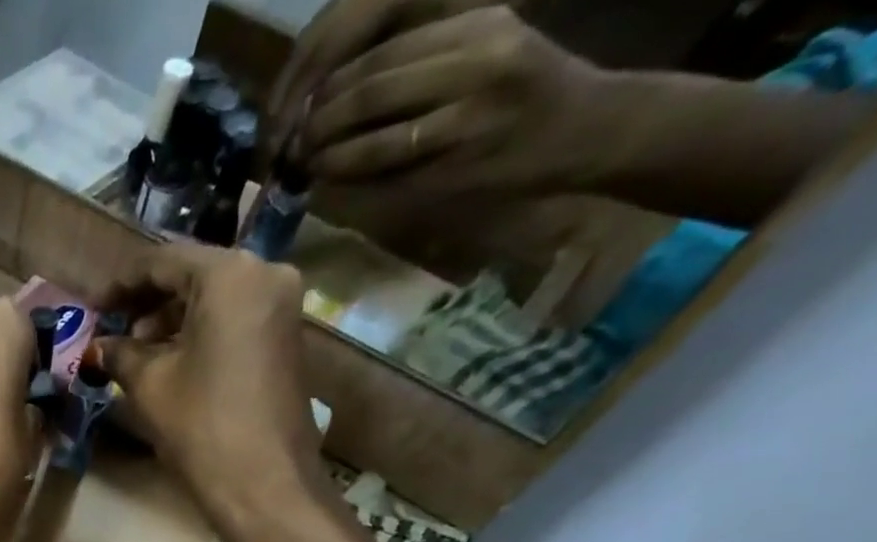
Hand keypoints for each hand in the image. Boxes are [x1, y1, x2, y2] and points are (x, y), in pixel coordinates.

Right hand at [93, 244, 323, 527]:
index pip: (163, 261)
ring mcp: (280, 304)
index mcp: (229, 274)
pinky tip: (169, 360)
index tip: (92, 308)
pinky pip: (233, 318)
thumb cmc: (201, 425)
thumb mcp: (150, 385)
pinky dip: (198, 332)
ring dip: (171, 319)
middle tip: (111, 332)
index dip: (121, 285)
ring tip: (134, 352)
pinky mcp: (285, 335)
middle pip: (192, 274)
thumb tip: (96, 347)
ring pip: (214, 297)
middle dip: (147, 303)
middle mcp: (264, 273)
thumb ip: (119, 354)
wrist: (263, 481)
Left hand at [294, 7, 604, 200]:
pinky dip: (353, 176)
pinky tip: (333, 179)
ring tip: (305, 164)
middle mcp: (474, 60)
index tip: (300, 109)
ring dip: (329, 154)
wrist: (582, 130)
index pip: (382, 52)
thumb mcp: (479, 59)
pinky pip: (388, 171)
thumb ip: (415, 72)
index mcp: (475, 26)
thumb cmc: (520, 99)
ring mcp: (466, 114)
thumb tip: (331, 101)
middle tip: (294, 143)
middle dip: (321, 120)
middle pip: (371, 89)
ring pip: (375, 133)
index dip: (331, 84)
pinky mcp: (458, 161)